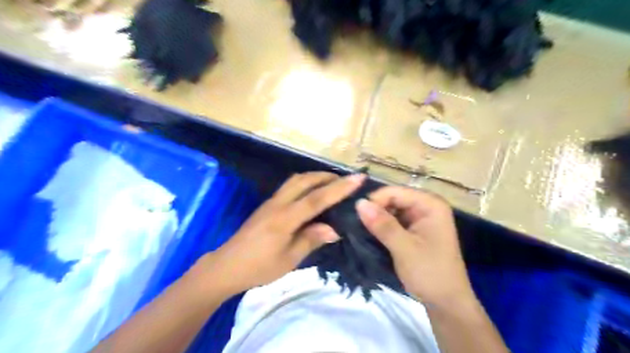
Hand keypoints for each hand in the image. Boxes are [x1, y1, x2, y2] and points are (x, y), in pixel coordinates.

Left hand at [188, 172, 364, 295]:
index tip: (358, 178)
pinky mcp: (267, 205)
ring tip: (331, 183)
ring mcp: (271, 202)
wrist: (226, 266)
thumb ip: (311, 239)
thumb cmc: (259, 267)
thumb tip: (334, 229)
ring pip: (296, 180)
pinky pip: (289, 187)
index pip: (317, 198)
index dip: (339, 188)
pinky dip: (305, 183)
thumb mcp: (289, 259)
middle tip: (346, 180)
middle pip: (305, 180)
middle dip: (327, 176)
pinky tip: (311, 193)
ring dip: (315, 177)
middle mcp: (278, 204)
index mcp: (285, 219)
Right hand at [356, 188, 475, 305]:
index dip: (375, 200)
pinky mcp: (414, 230)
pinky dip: (381, 227)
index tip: (356, 216)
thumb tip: (358, 203)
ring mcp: (420, 218)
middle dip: (375, 209)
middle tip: (355, 224)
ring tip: (359, 229)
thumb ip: (382, 224)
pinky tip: (369, 234)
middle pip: (393, 199)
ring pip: (391, 210)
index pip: (395, 191)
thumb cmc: (430, 273)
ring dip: (376, 219)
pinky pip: (393, 221)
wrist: (446, 303)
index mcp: (430, 204)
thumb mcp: (404, 248)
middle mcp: (426, 206)